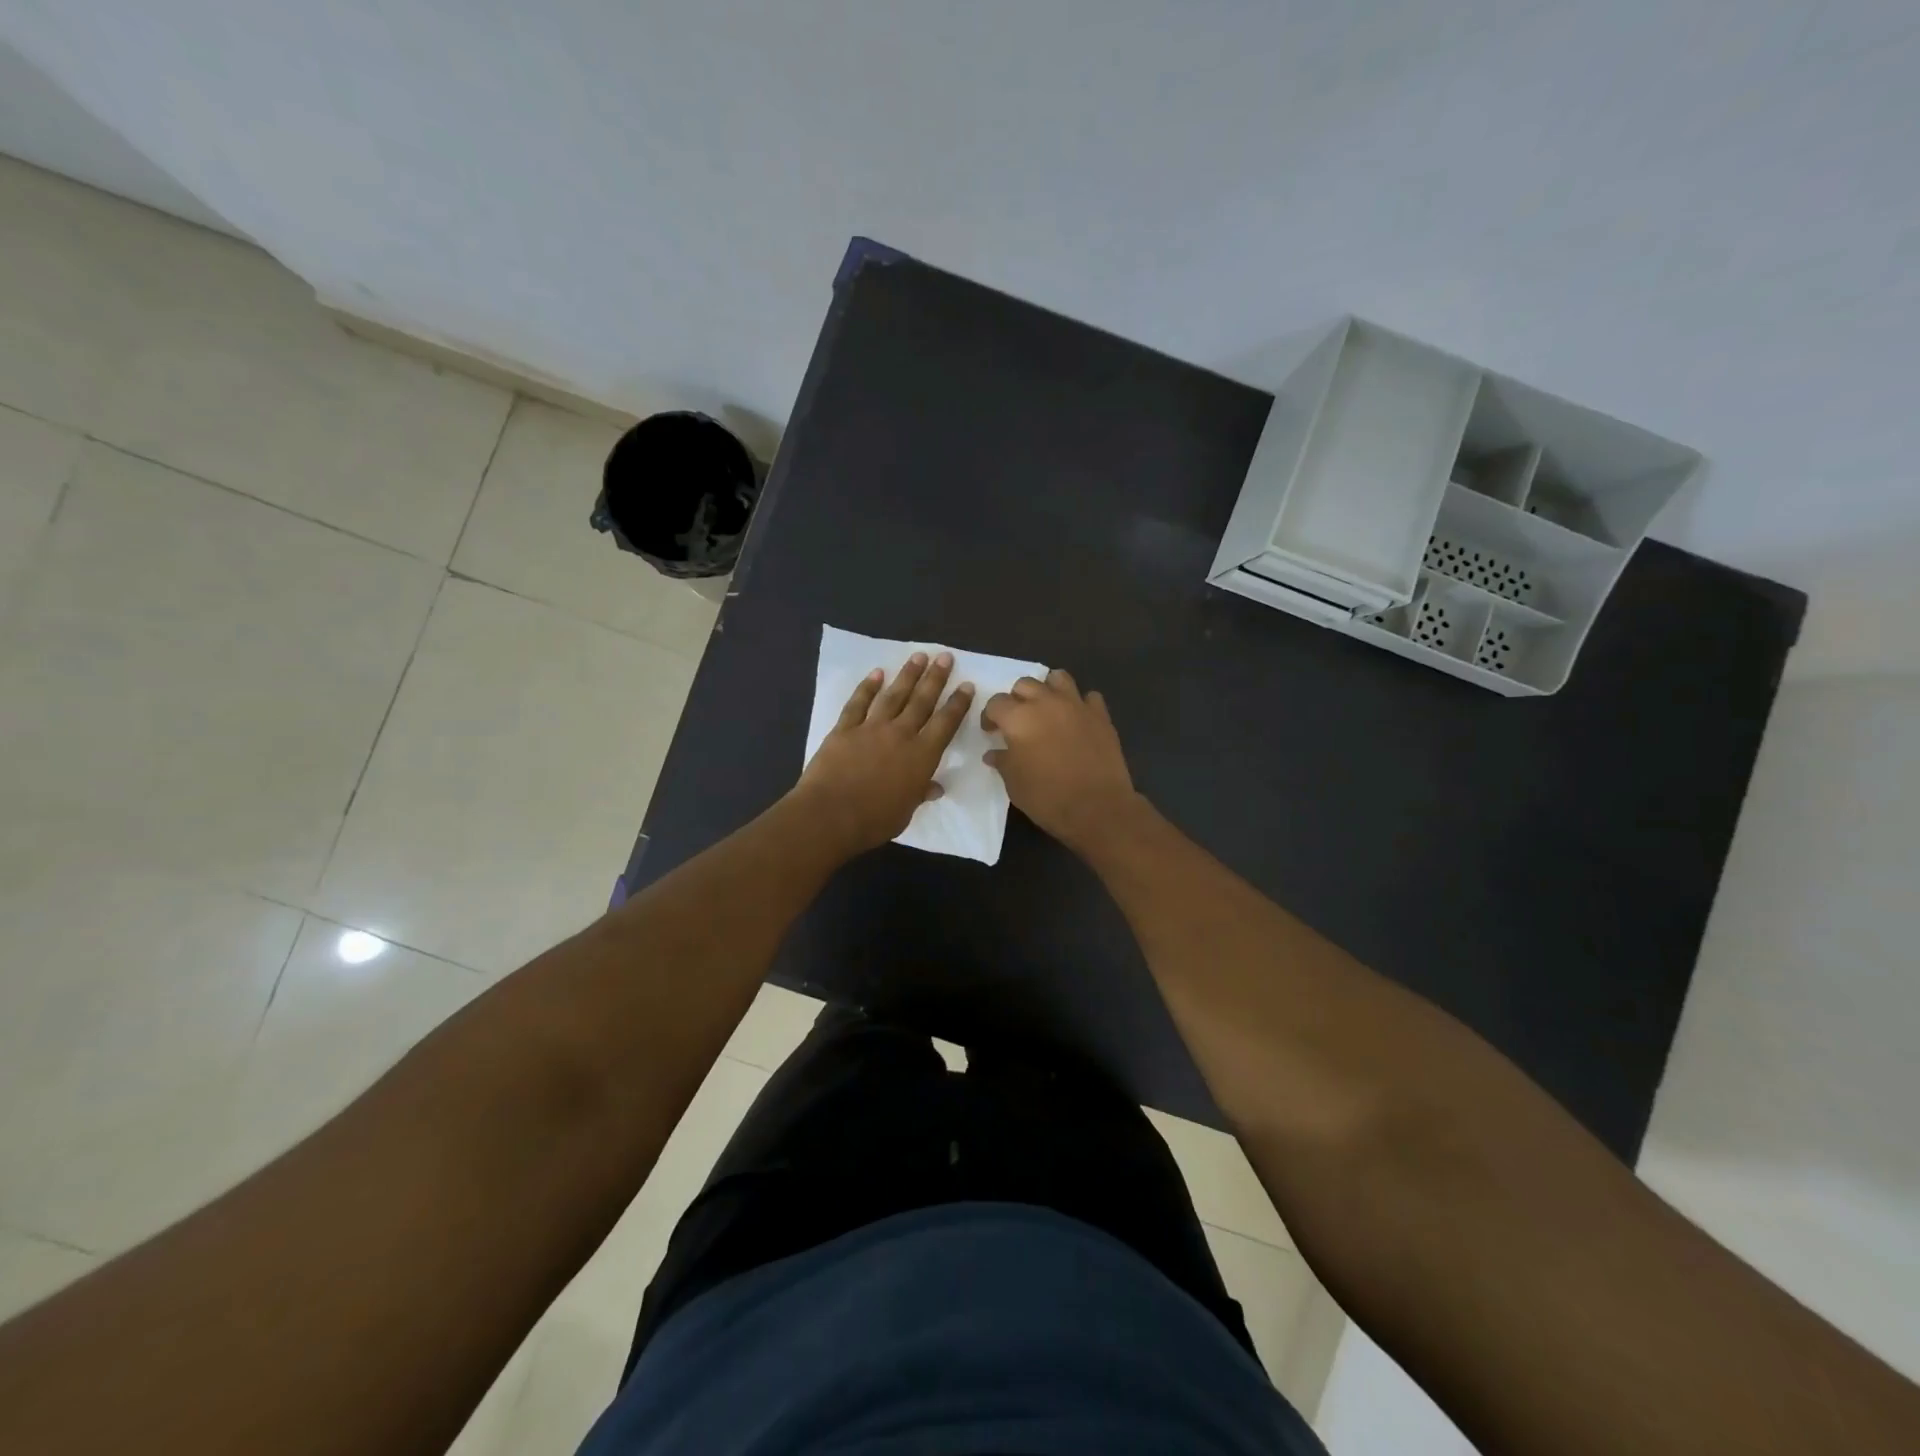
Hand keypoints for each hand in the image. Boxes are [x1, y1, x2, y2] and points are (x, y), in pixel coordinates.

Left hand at [793, 652, 974, 857]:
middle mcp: (900, 734)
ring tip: (919, 656)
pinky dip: (867, 687)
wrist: (830, 815)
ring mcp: (871, 728)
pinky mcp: (844, 729)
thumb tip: (934, 787)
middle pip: (922, 701)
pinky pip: (858, 703)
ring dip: (907, 675)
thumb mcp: (906, 812)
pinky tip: (876, 673)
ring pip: (894, 695)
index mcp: (921, 756)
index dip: (958, 704)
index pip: (945, 723)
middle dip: (935, 678)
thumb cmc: (874, 820)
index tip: (966, 685)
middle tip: (945, 656)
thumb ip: (920, 794)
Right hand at [981, 669, 1138, 850]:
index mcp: (1019, 718)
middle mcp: (1046, 702)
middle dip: (1017, 699)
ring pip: (1058, 678)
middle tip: (1019, 721)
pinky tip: (1077, 720)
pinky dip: (1080, 704)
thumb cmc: (1047, 797)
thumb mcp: (1014, 784)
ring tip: (1048, 709)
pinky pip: (1089, 697)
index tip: (991, 732)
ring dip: (1049, 689)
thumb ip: (1003, 761)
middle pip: (1025, 684)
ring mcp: (1076, 705)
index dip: (990, 716)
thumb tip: (994, 752)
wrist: (1097, 807)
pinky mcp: (1101, 715)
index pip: (996, 703)